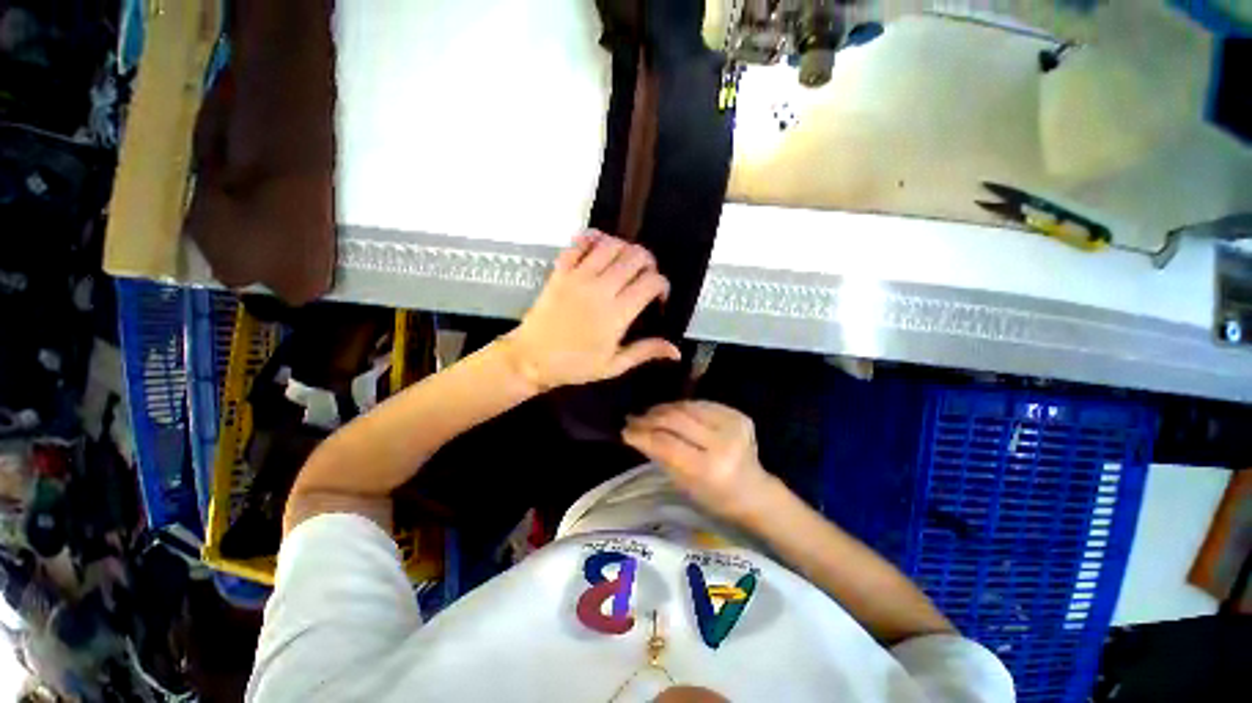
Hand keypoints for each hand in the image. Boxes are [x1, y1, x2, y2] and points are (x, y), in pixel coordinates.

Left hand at [503, 231, 680, 389]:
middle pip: (635, 257)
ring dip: (625, 249)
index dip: (663, 285)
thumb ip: (645, 352)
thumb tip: (677, 351)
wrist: (531, 358)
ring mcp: (578, 276)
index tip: (658, 298)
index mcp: (617, 314)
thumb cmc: (575, 365)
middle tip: (645, 278)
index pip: (651, 282)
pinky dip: (594, 238)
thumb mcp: (614, 365)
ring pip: (611, 245)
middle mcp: (601, 289)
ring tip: (625, 264)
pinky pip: (579, 242)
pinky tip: (601, 247)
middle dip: (648, 262)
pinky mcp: (561, 270)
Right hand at [622, 401, 778, 522]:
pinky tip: (671, 411)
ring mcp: (733, 424)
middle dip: (650, 417)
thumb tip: (633, 433)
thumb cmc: (713, 497)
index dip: (642, 434)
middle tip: (633, 418)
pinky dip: (682, 407)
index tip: (625, 430)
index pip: (666, 443)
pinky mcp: (737, 414)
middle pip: (676, 419)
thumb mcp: (682, 483)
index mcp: (709, 468)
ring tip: (648, 413)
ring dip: (664, 409)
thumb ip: (659, 455)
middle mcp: (723, 442)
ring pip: (687, 407)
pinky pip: (701, 404)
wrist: (753, 490)